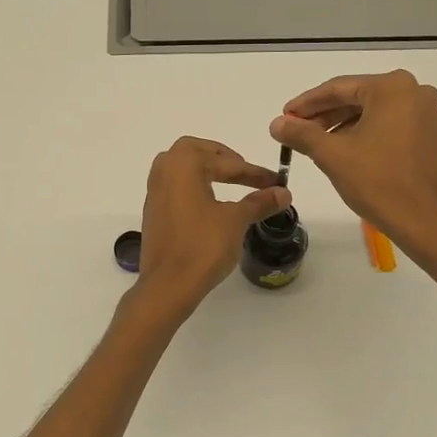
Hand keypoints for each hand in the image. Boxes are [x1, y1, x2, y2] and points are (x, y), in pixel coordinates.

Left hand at [137, 137, 291, 315]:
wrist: (168, 285)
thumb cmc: (203, 246)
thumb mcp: (236, 221)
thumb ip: (259, 202)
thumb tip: (283, 192)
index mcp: (183, 164)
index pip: (226, 162)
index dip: (254, 172)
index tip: (276, 181)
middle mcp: (164, 172)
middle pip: (194, 151)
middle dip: (222, 157)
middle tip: (244, 170)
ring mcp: (154, 193)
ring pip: (180, 168)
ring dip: (205, 170)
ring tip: (229, 182)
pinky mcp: (153, 213)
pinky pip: (175, 188)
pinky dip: (194, 187)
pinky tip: (209, 203)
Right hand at [269, 70, 436, 256]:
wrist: (423, 220)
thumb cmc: (377, 181)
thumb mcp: (331, 155)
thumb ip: (301, 133)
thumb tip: (277, 123)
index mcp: (393, 88)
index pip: (339, 88)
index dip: (307, 103)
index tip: (285, 116)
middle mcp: (416, 92)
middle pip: (360, 98)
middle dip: (326, 115)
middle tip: (298, 130)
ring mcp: (431, 115)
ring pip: (377, 113)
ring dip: (347, 125)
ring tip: (320, 144)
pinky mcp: (436, 137)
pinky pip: (396, 126)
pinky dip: (371, 134)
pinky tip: (352, 152)